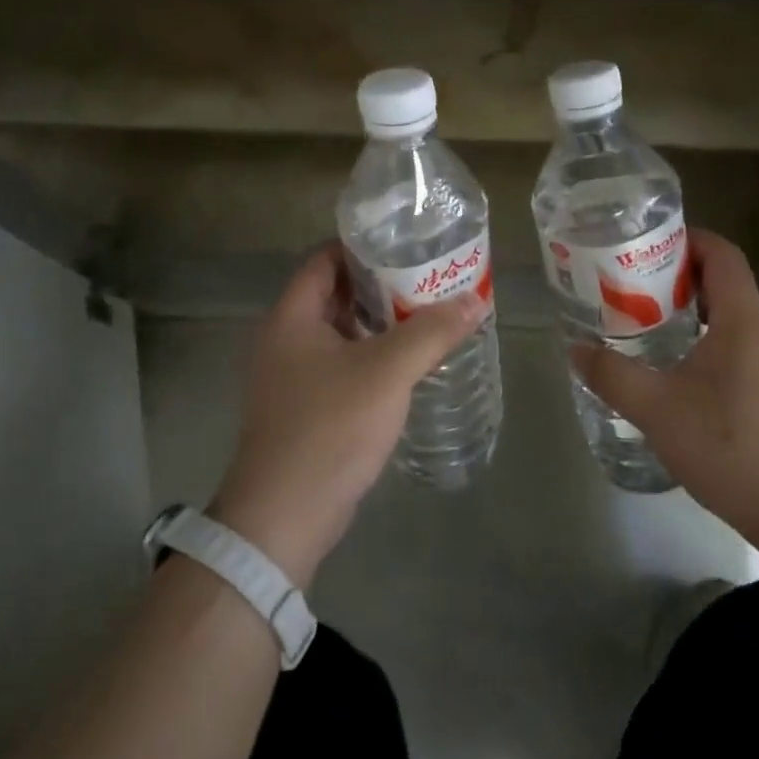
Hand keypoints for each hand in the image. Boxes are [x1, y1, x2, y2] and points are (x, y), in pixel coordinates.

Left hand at [211, 243, 486, 586]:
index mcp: (291, 318)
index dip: (362, 247)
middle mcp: (284, 340)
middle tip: (427, 278)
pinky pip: (341, 365)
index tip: (406, 243)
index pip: (324, 260)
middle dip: (379, 285)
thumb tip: (475, 301)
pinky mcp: (304, 408)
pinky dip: (371, 356)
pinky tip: (407, 363)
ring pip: (340, 333)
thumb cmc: (330, 427)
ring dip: (379, 324)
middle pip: (334, 295)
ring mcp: (291, 377)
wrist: (285, 515)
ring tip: (427, 315)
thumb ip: (432, 332)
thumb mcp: (388, 371)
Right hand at [570, 228, 758, 545]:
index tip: (645, 241)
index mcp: (742, 321)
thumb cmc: (727, 446)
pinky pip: (730, 341)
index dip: (688, 238)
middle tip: (628, 279)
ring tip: (639, 315)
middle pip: (722, 280)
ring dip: (685, 306)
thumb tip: (574, 349)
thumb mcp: (657, 409)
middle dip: (675, 272)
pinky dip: (698, 335)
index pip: (722, 255)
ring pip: (725, 313)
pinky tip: (667, 362)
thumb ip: (612, 375)